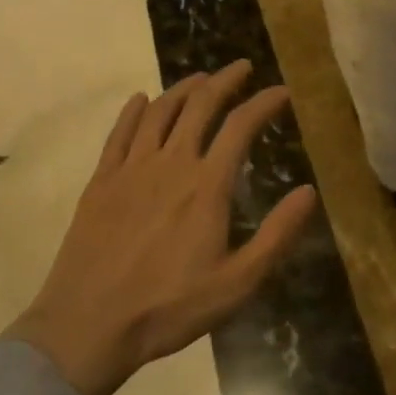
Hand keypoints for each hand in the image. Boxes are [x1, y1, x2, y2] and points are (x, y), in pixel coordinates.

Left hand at [9, 60, 316, 394]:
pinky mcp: (101, 182)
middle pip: (200, 106)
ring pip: (160, 112)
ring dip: (184, 89)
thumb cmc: (169, 308)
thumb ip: (277, 235)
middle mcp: (170, 164)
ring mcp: (131, 169)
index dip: (264, 102)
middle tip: (242, 68)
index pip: (241, 126)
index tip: (282, 91)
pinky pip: (119, 133)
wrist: (87, 327)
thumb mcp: (237, 282)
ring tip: (200, 79)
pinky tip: (141, 100)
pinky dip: (133, 111)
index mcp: (207, 185)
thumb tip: (309, 191)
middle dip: (225, 81)